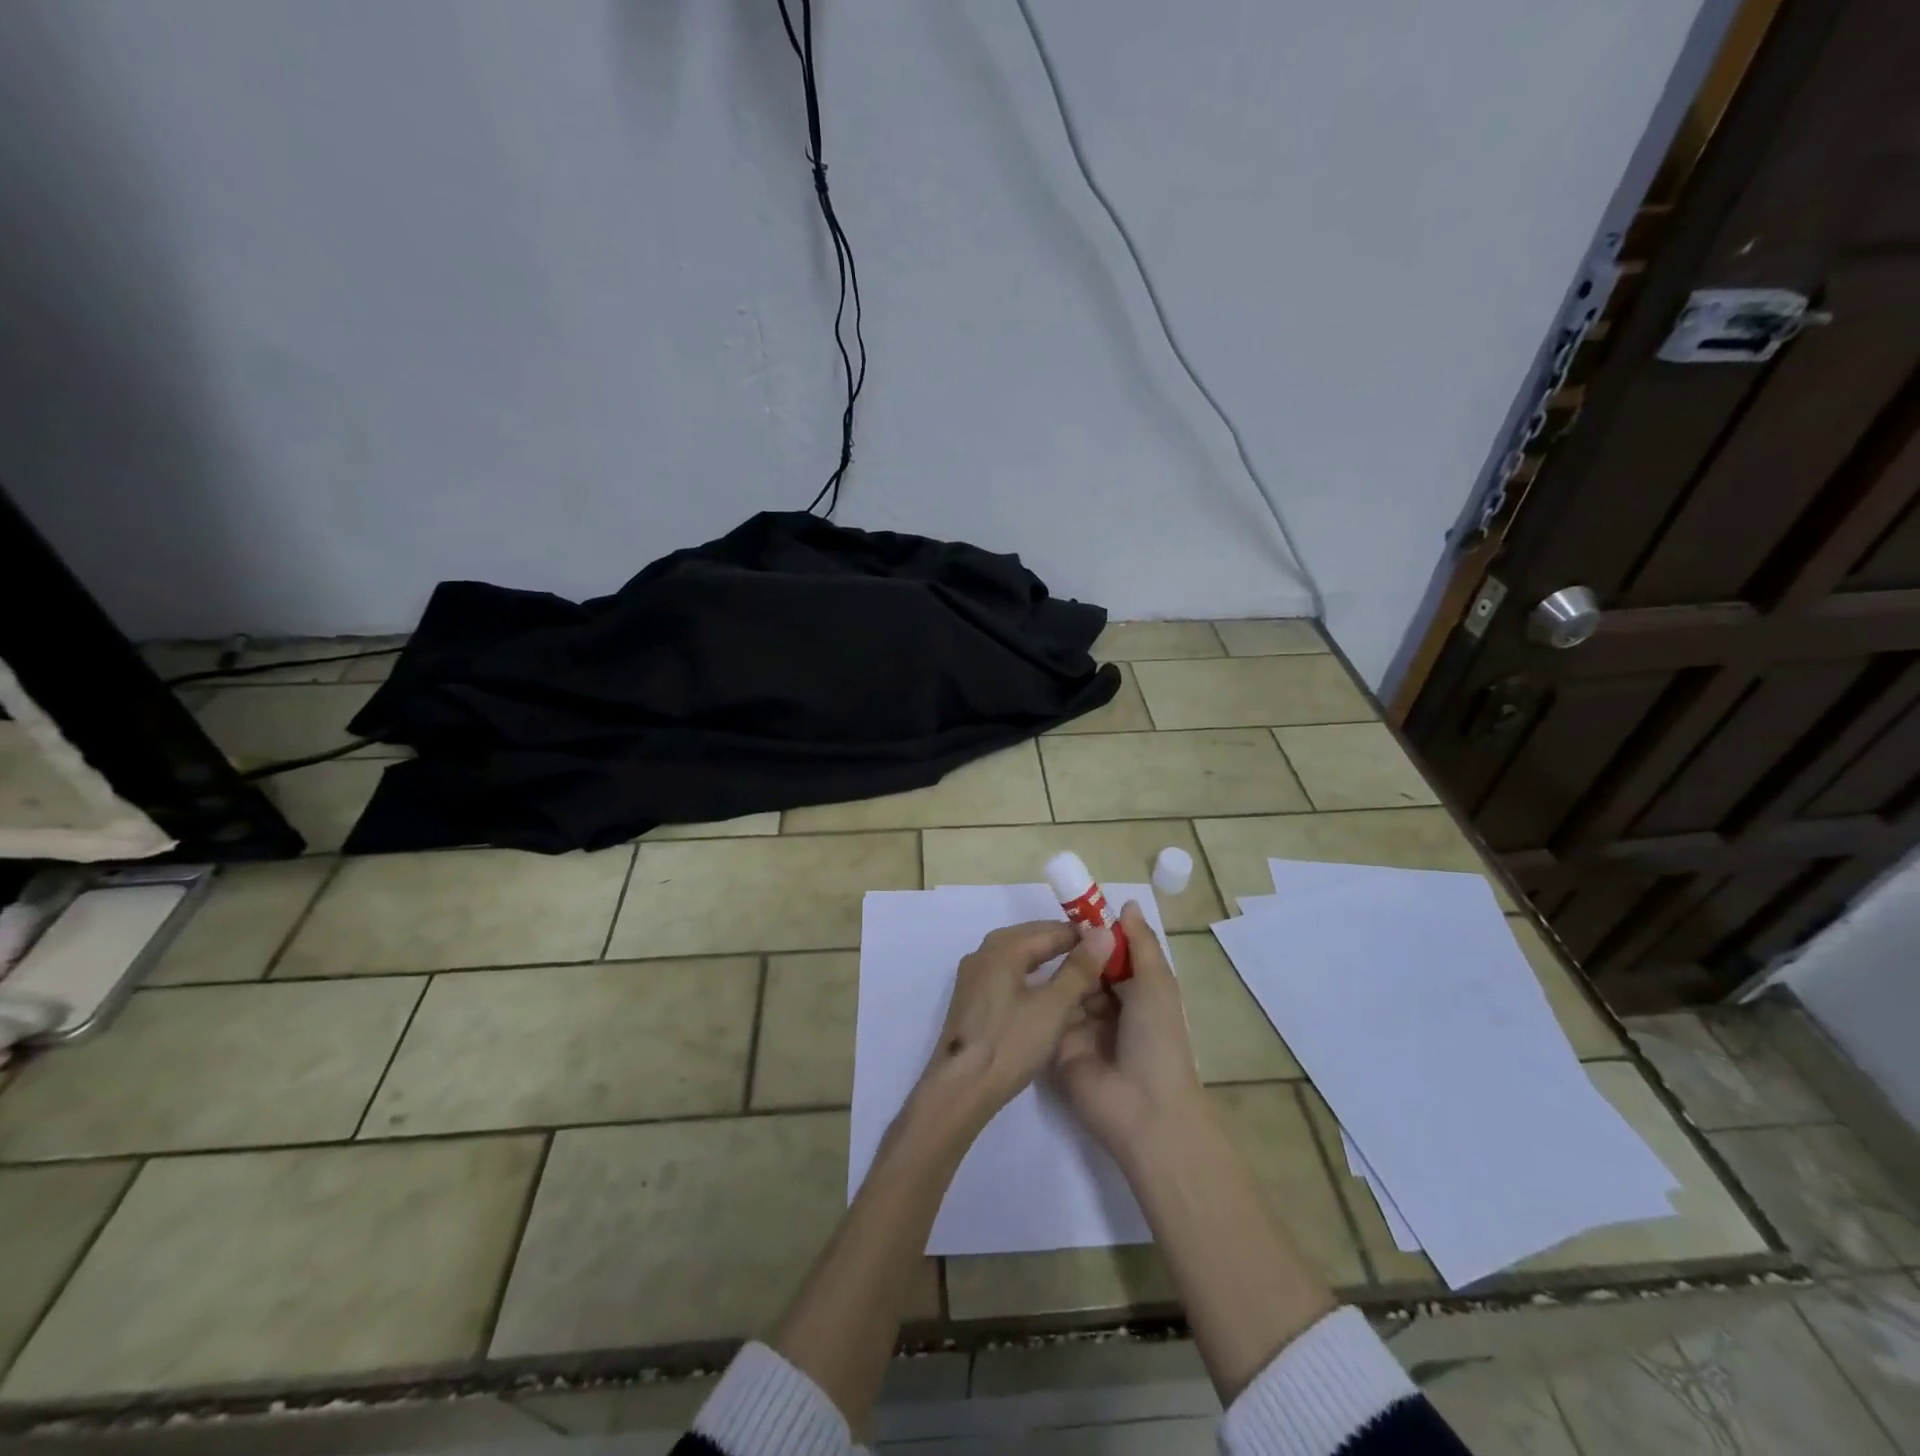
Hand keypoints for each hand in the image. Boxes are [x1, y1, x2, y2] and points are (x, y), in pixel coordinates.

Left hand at [913, 920, 1108, 1137]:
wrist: (960, 1089)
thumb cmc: (1010, 1044)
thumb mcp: (1053, 1007)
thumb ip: (1079, 969)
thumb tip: (1104, 933)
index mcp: (1002, 947)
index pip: (1051, 930)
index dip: (1083, 935)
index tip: (1112, 944)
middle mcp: (984, 952)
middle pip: (1032, 938)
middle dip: (1066, 946)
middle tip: (1101, 959)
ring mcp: (974, 976)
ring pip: (1019, 957)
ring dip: (1049, 962)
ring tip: (1080, 976)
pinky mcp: (972, 998)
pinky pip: (1008, 974)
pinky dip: (1032, 977)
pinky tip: (1047, 994)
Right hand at [1051, 901, 1207, 1161]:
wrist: (1141, 1108)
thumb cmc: (1157, 1040)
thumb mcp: (1157, 984)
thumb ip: (1140, 943)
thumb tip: (1127, 904)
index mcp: (1136, 994)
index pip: (1112, 956)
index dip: (1096, 934)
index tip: (1073, 908)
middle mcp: (1108, 1008)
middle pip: (1086, 970)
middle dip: (1072, 950)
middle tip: (1047, 926)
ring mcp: (1080, 1028)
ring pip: (1065, 989)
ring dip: (1057, 971)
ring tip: (1032, 945)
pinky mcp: (1056, 1046)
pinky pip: (1048, 1015)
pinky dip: (1040, 997)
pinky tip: (1020, 974)